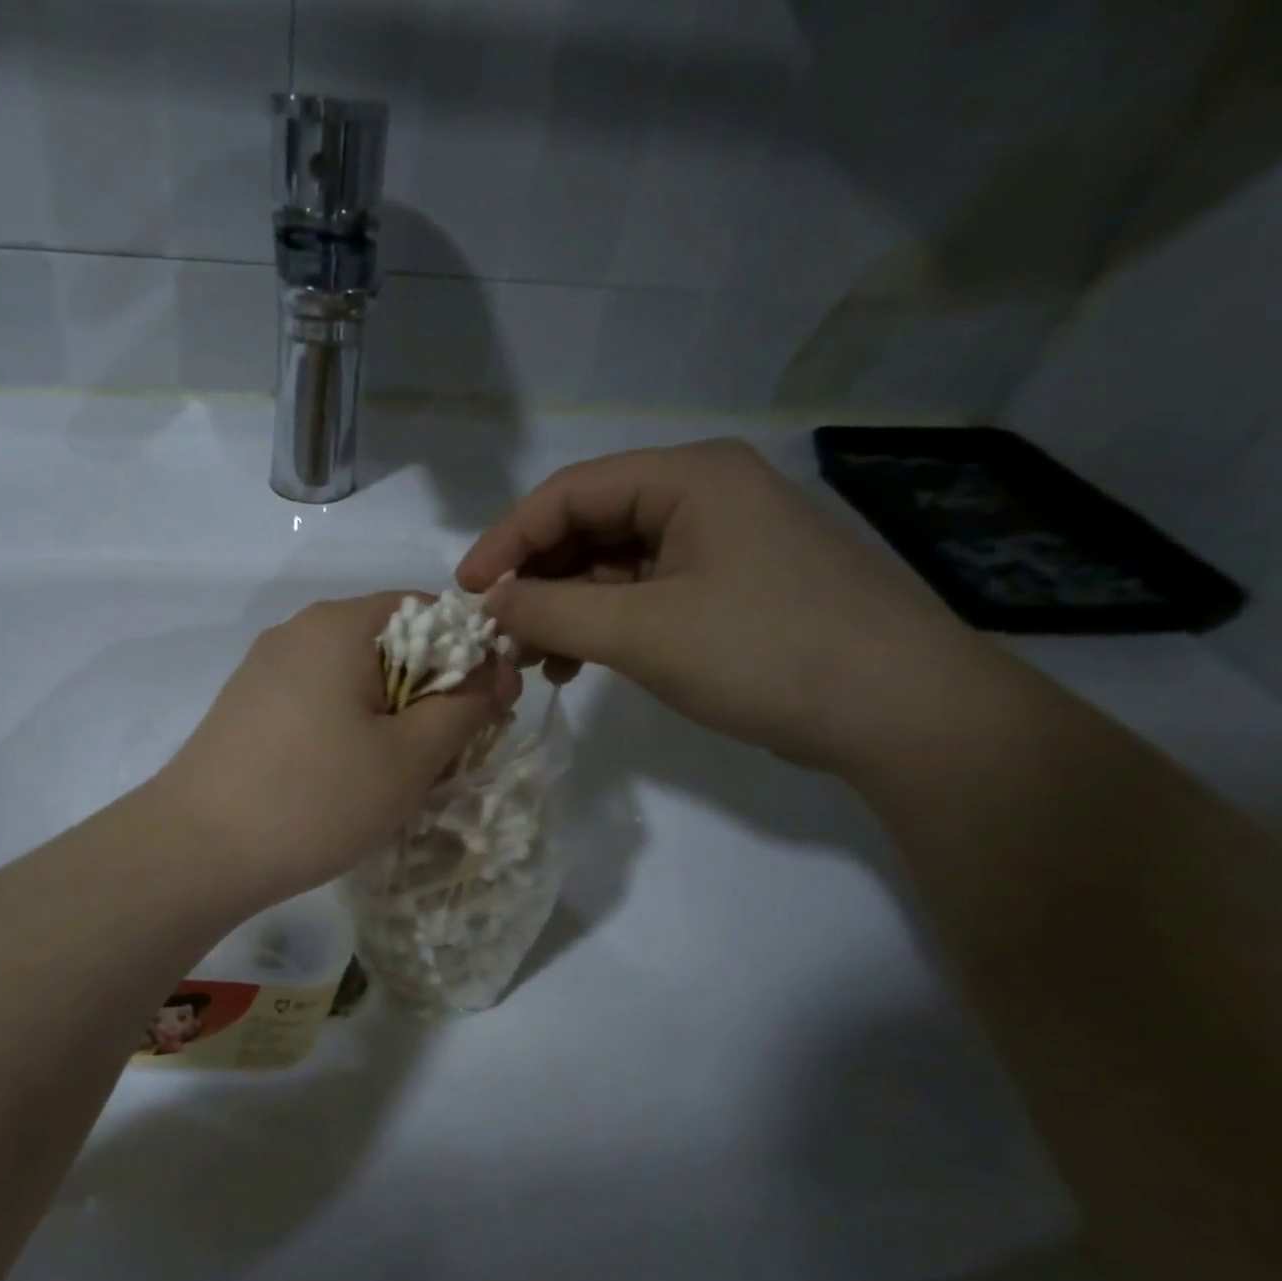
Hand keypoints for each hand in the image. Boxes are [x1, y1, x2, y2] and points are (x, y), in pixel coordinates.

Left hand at [148, 593, 520, 905]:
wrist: (195, 851)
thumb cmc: (315, 798)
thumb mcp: (409, 757)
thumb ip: (465, 705)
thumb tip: (496, 669)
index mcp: (340, 623)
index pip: (430, 612)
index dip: (469, 657)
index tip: (484, 713)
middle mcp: (298, 630)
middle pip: (390, 644)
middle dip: (428, 693)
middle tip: (442, 755)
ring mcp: (265, 668)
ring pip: (353, 677)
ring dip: (388, 715)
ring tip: (393, 775)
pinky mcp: (246, 705)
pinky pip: (317, 700)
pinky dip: (346, 727)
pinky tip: (343, 777)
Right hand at [457, 439, 1014, 773]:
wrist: (903, 713)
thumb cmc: (767, 653)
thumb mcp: (643, 633)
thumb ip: (551, 614)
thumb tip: (488, 606)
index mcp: (689, 478)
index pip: (569, 492)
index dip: (507, 540)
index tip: (466, 593)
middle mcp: (704, 496)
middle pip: (590, 526)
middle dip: (537, 581)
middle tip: (500, 634)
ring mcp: (720, 543)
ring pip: (613, 565)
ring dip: (566, 610)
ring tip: (537, 661)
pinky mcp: (729, 588)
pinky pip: (644, 594)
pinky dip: (604, 626)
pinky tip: (581, 665)